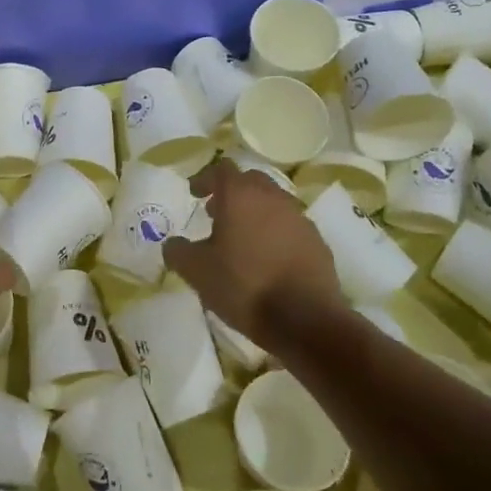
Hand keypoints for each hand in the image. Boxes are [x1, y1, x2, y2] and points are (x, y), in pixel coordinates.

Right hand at [164, 159, 343, 344]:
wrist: (305, 320)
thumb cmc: (243, 286)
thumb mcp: (196, 271)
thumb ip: (178, 252)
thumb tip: (173, 244)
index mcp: (241, 196)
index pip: (221, 169)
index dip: (204, 178)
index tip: (194, 193)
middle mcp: (273, 198)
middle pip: (250, 181)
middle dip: (231, 192)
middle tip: (215, 214)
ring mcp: (300, 218)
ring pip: (273, 203)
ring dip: (255, 213)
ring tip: (241, 239)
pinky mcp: (318, 242)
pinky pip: (290, 227)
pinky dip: (275, 233)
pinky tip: (267, 259)